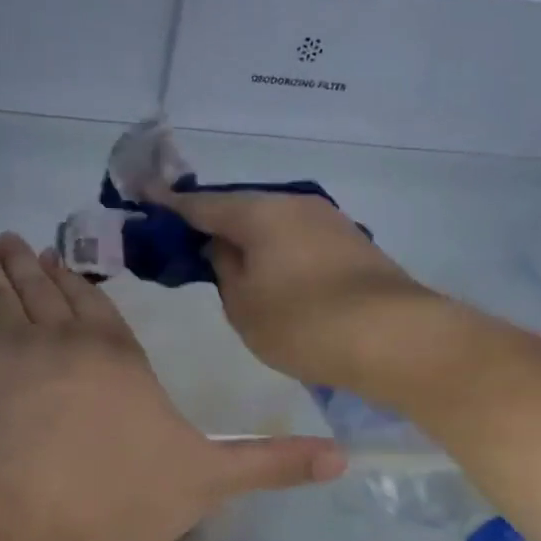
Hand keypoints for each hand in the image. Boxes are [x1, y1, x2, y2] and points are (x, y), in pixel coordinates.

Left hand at [0, 234, 345, 540]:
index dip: (75, 282)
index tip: (57, 258)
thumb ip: (269, 464)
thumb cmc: (117, 496)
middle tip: (13, 239)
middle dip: (29, 265)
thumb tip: (342, 459)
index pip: (95, 306)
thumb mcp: (206, 480)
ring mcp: (6, 353)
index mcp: (116, 356)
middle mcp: (60, 341)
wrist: (25, 522)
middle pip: (43, 292)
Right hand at [161, 190, 440, 391]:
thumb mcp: (243, 305)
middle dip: (212, 223)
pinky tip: (271, 273)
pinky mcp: (352, 244)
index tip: (145, 202)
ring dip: (248, 239)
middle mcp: (295, 204)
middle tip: (185, 243)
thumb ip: (223, 270)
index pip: (202, 204)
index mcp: (260, 212)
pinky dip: (276, 251)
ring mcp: (329, 221)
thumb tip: (222, 248)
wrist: (396, 338)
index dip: (170, 207)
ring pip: (272, 224)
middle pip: (241, 208)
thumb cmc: (304, 323)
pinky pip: (297, 239)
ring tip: (228, 263)